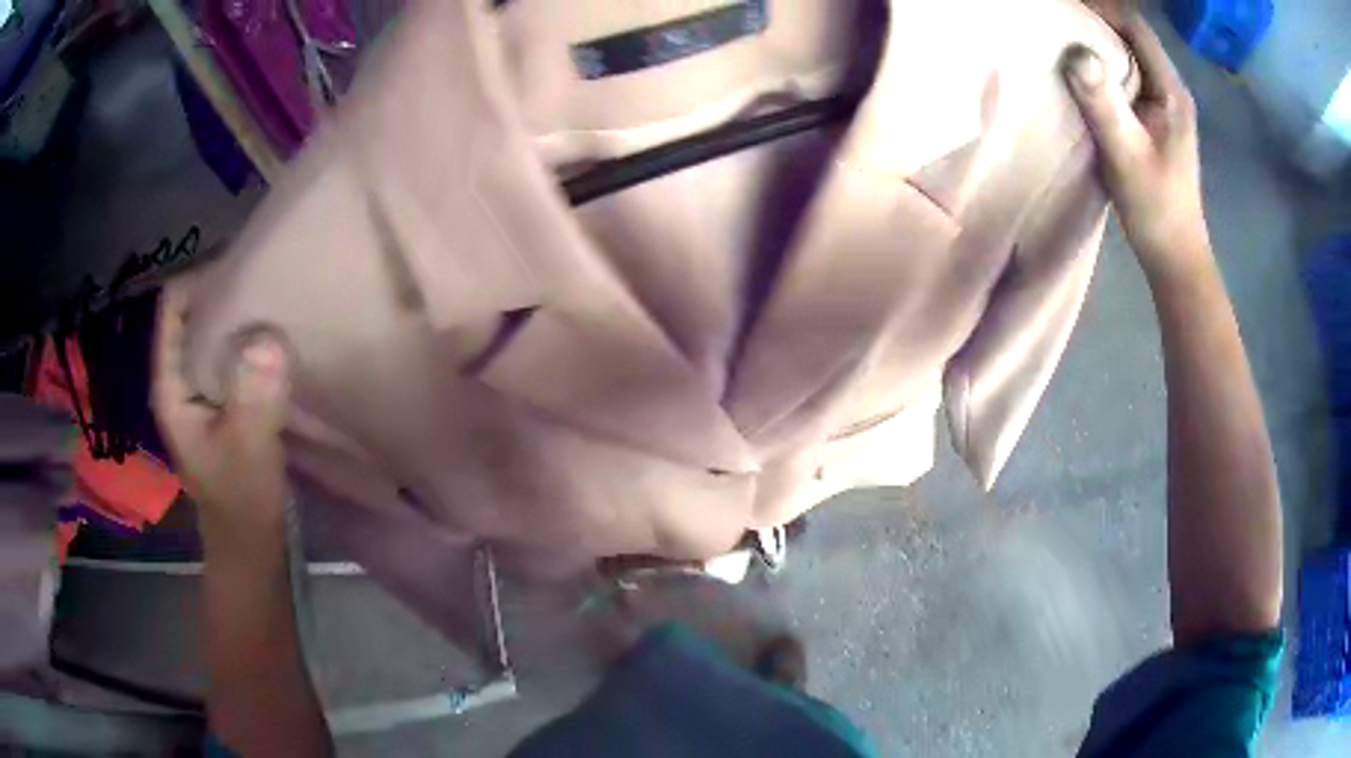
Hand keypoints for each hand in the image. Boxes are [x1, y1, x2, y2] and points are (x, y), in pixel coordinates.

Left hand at [152, 278, 290, 536]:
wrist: (251, 546)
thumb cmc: (241, 502)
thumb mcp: (247, 451)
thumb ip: (253, 397)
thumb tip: (268, 336)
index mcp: (171, 382)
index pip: (173, 304)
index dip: (203, 279)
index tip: (247, 270)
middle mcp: (181, 377)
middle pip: (194, 311)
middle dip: (227, 291)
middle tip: (271, 281)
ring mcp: (201, 390)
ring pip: (215, 332)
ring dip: (242, 316)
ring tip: (279, 303)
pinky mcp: (223, 401)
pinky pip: (233, 354)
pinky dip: (252, 342)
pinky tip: (279, 341)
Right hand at [1062, 14, 1211, 282]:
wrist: (1175, 256)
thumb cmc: (1156, 209)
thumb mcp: (1127, 155)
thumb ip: (1104, 103)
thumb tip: (1074, 52)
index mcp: (1170, 91)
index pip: (1136, 28)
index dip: (1102, 7)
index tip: (1065, 4)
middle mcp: (1168, 90)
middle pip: (1131, 36)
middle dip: (1094, 20)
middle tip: (1056, 18)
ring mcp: (1162, 106)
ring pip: (1127, 56)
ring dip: (1096, 42)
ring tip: (1060, 38)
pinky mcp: (1152, 120)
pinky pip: (1125, 78)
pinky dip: (1101, 67)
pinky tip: (1079, 75)